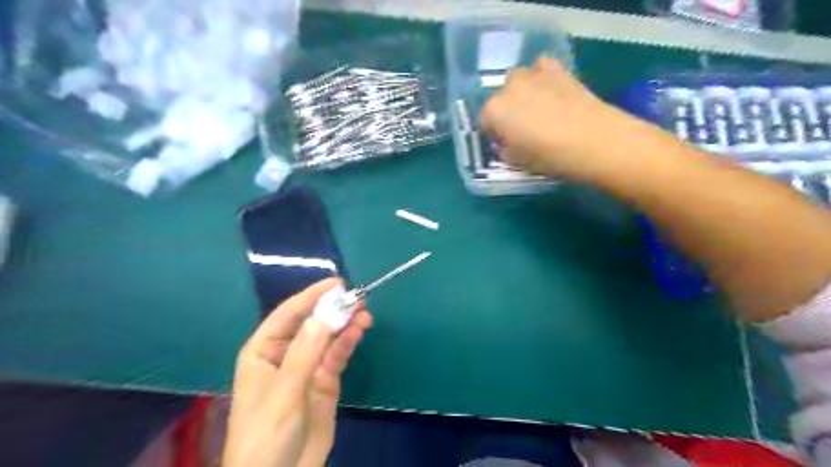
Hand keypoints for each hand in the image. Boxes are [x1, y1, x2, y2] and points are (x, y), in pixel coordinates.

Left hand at [223, 279, 373, 465]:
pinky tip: (360, 331)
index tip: (336, 283)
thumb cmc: (266, 433)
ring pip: (328, 337)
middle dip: (333, 309)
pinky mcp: (325, 381)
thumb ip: (306, 351)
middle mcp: (285, 354)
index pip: (288, 314)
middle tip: (357, 297)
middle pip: (311, 323)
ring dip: (345, 324)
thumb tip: (324, 312)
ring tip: (365, 313)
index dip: (311, 296)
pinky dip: (349, 342)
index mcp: (263, 351)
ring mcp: (307, 367)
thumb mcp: (284, 391)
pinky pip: (337, 355)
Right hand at [481, 56, 630, 181]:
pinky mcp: (557, 69)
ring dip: (522, 93)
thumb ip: (505, 149)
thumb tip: (508, 141)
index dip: (494, 134)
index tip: (506, 143)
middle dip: (507, 112)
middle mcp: (508, 88)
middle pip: (500, 99)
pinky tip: (552, 92)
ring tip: (539, 109)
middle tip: (524, 129)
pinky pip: (540, 68)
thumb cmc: (549, 156)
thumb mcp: (517, 162)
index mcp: (494, 111)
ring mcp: (533, 74)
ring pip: (518, 81)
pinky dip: (542, 77)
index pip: (484, 121)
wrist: (593, 140)